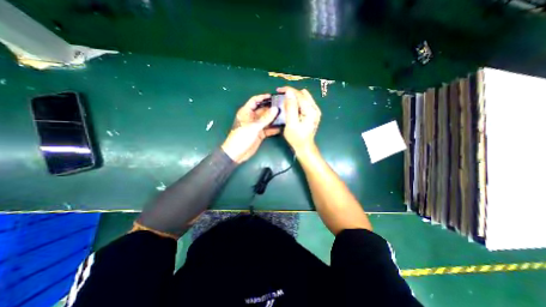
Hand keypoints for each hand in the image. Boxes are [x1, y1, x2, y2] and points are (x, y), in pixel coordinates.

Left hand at [221, 93, 280, 162]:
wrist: (237, 153)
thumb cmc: (242, 137)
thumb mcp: (253, 127)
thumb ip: (265, 118)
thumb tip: (276, 109)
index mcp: (246, 112)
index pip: (255, 101)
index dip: (263, 97)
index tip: (273, 96)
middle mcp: (252, 117)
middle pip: (263, 110)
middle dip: (272, 108)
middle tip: (283, 106)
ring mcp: (256, 126)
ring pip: (267, 119)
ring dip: (274, 118)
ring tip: (285, 115)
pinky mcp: (260, 133)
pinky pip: (268, 128)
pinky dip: (274, 128)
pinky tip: (282, 126)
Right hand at [278, 86, 320, 153]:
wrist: (304, 147)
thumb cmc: (296, 138)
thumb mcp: (291, 123)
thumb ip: (291, 108)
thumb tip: (289, 93)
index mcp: (310, 110)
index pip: (299, 94)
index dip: (288, 90)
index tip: (278, 90)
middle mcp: (315, 108)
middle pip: (302, 95)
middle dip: (291, 93)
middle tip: (281, 96)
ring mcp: (315, 111)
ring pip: (304, 98)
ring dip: (294, 97)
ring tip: (285, 99)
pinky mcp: (313, 114)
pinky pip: (305, 103)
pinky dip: (298, 102)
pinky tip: (292, 105)